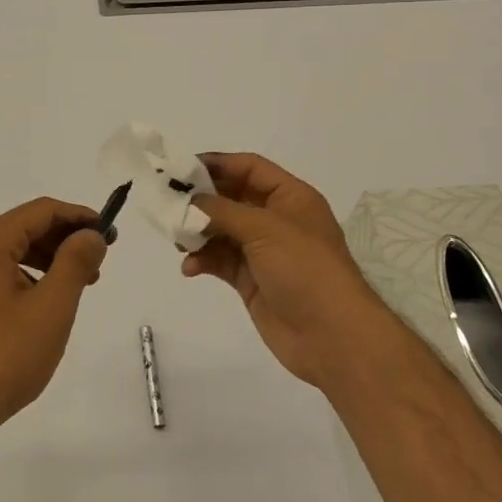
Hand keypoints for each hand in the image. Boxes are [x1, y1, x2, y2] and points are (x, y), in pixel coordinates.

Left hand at [0, 198, 108, 449]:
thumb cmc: (3, 357)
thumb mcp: (51, 307)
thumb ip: (75, 262)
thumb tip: (91, 233)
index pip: (42, 211)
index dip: (79, 216)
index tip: (110, 232)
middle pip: (27, 226)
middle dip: (66, 238)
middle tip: (100, 260)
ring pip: (15, 250)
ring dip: (51, 258)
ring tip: (82, 283)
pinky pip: (1, 271)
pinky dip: (30, 276)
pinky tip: (48, 301)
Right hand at [182, 153, 393, 391]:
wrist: (332, 336)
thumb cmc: (305, 269)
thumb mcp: (265, 229)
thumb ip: (224, 210)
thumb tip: (192, 201)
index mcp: (290, 198)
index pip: (250, 169)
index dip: (219, 164)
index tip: (182, 169)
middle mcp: (277, 220)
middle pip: (233, 198)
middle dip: (202, 200)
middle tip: (168, 202)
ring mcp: (263, 252)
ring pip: (222, 230)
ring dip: (198, 232)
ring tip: (178, 239)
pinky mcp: (251, 280)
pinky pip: (220, 260)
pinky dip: (203, 260)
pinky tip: (190, 267)